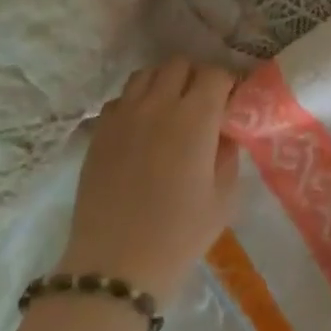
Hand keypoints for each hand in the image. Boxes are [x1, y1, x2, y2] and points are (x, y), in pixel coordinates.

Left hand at [61, 59, 240, 304]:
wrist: (116, 265)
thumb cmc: (181, 233)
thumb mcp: (224, 196)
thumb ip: (228, 153)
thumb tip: (223, 131)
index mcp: (195, 118)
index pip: (215, 74)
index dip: (227, 83)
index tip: (231, 101)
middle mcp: (158, 105)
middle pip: (179, 64)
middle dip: (196, 77)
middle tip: (203, 104)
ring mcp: (123, 115)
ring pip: (146, 75)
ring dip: (164, 84)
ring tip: (170, 111)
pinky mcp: (98, 132)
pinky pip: (121, 99)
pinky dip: (136, 103)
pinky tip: (142, 130)